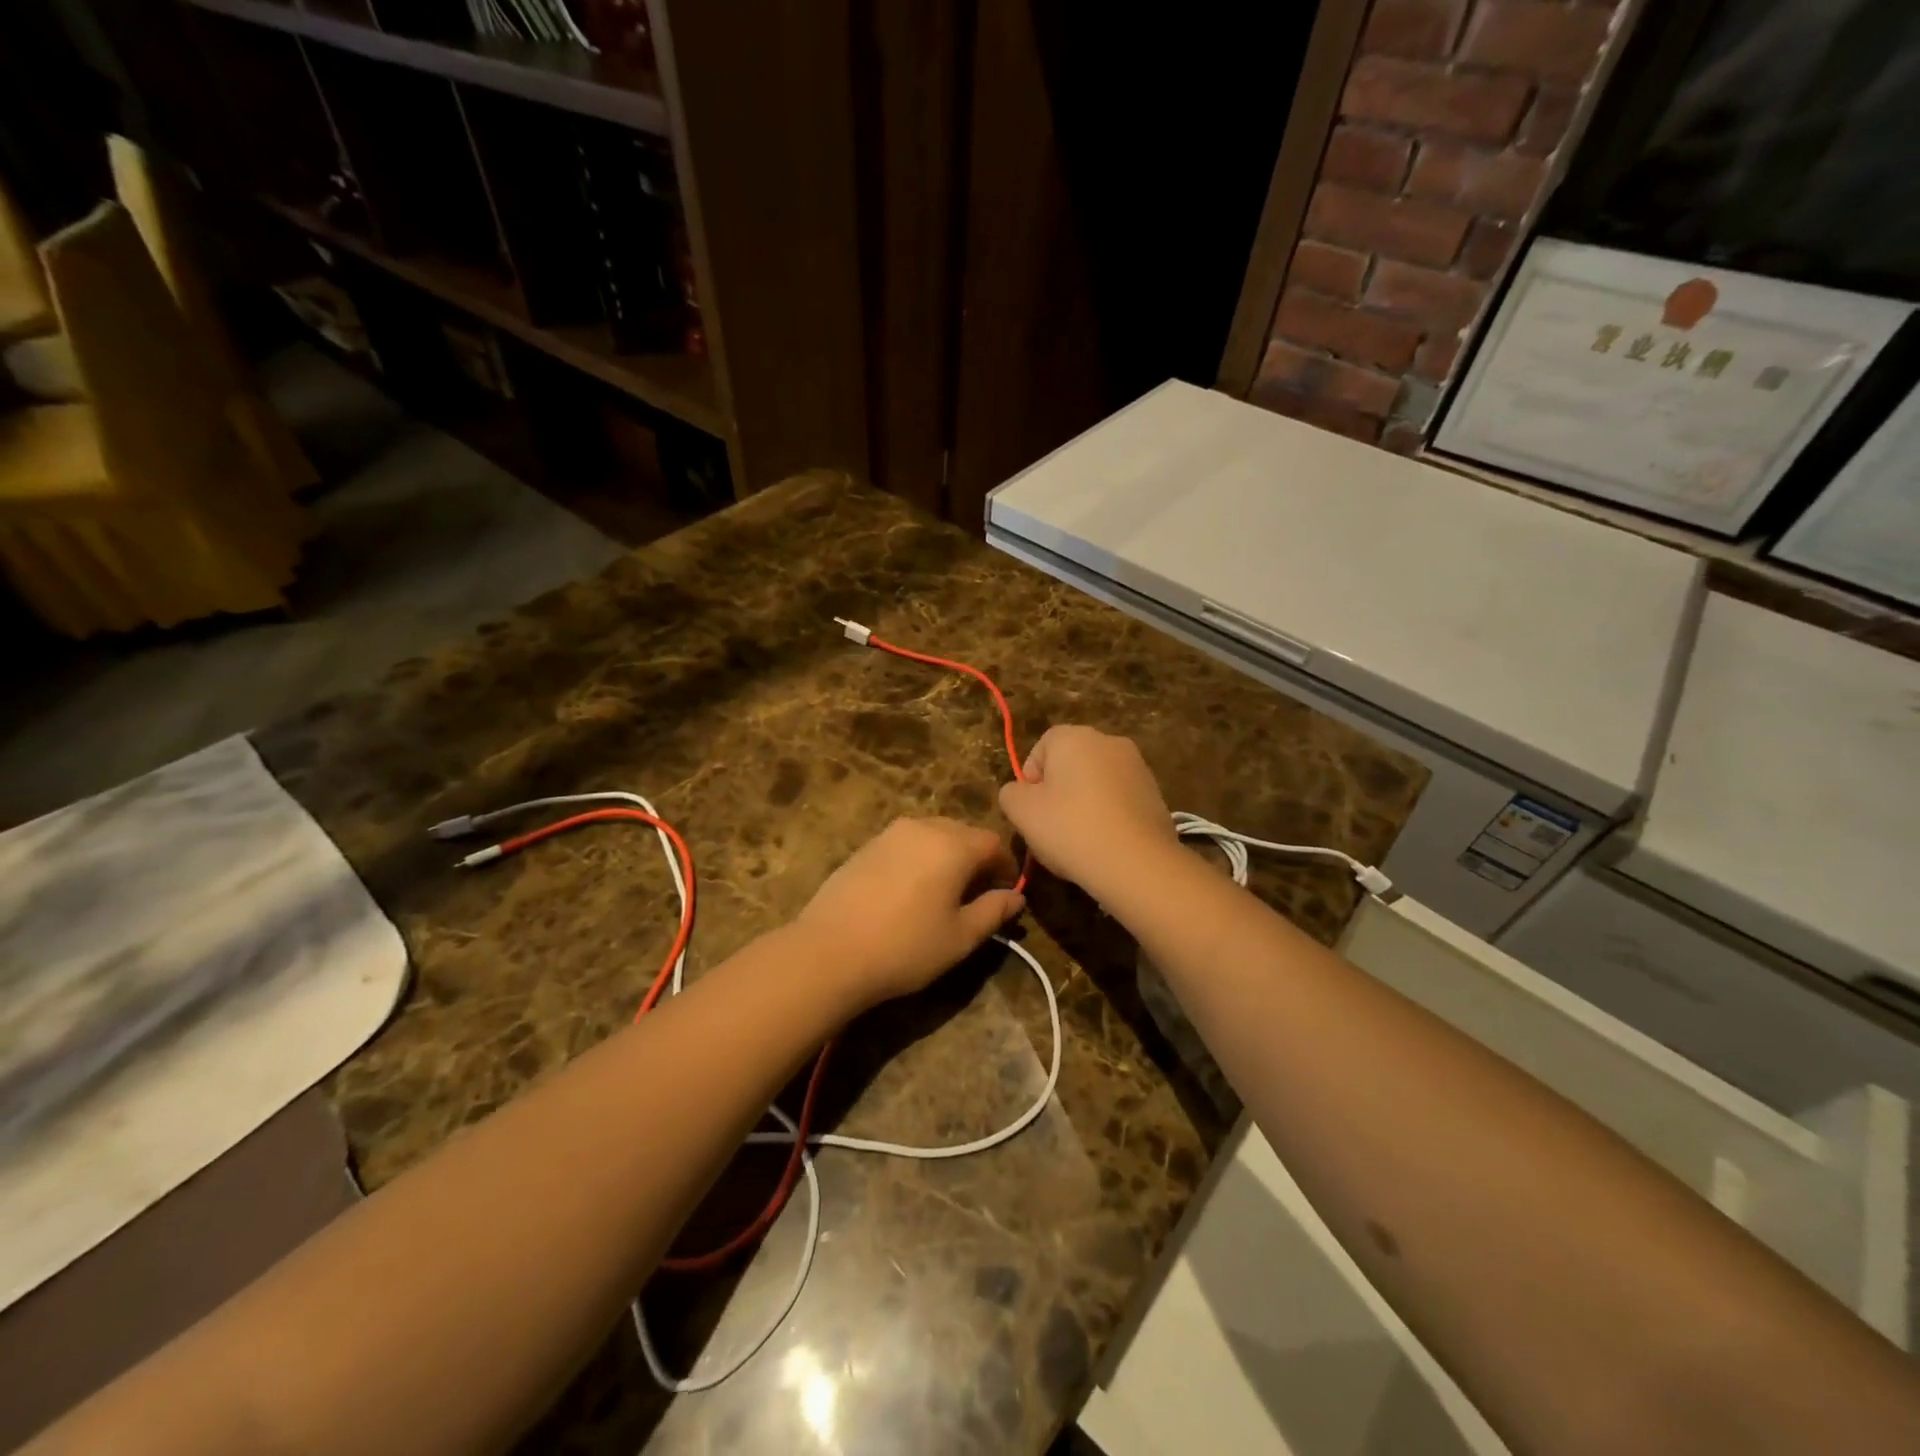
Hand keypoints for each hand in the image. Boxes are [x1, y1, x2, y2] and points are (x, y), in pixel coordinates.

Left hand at [795, 818, 1024, 1010]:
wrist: (829, 951)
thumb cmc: (905, 947)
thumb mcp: (960, 937)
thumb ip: (993, 911)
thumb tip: (1016, 897)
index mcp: (953, 845)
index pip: (993, 843)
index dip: (1006, 866)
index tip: (1006, 892)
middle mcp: (923, 827)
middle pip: (963, 833)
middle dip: (976, 858)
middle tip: (977, 893)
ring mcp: (890, 834)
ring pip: (932, 834)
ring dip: (947, 855)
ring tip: (943, 892)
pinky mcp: (866, 845)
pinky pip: (906, 843)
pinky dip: (919, 858)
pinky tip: (910, 890)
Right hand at [998, 726, 1175, 897]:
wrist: (1137, 863)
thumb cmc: (1070, 829)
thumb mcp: (1020, 811)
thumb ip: (1011, 793)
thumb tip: (1021, 792)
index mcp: (1074, 737)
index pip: (1041, 748)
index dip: (1030, 779)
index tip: (1031, 810)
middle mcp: (1108, 741)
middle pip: (1070, 764)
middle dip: (1058, 792)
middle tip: (1051, 828)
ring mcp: (1137, 766)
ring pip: (1096, 783)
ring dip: (1084, 804)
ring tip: (1079, 841)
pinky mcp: (1155, 793)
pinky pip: (1119, 800)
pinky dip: (1109, 816)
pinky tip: (1104, 844)